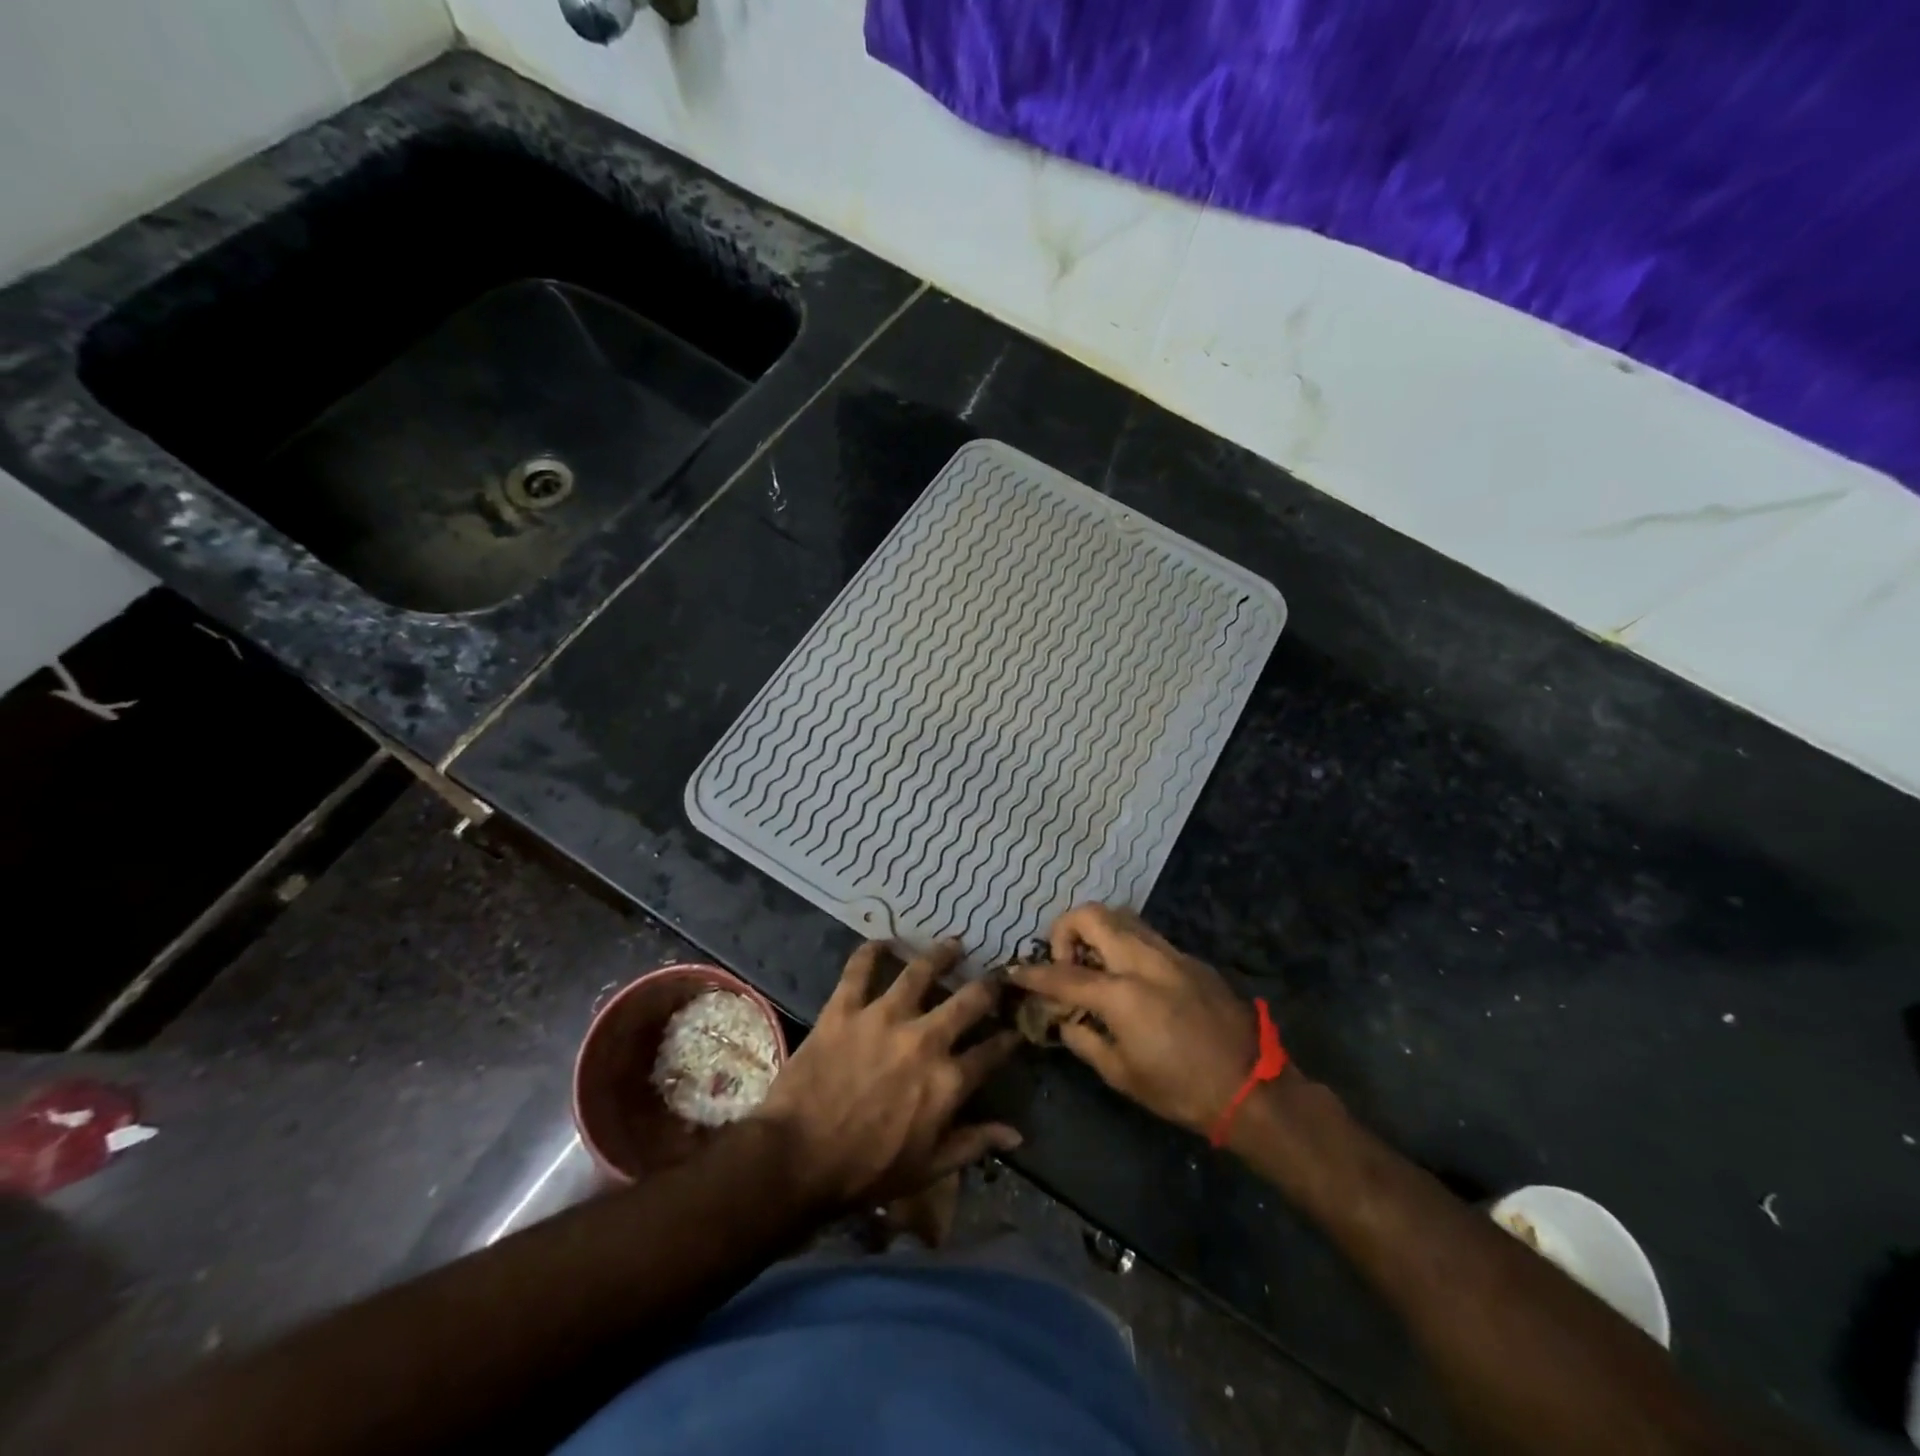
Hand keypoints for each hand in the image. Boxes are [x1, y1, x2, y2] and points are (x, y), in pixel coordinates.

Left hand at [755, 939, 1022, 1209]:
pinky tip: (881, 942)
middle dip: (989, 986)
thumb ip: (973, 1143)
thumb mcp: (928, 1168)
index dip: (1008, 1038)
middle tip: (995, 977)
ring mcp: (883, 1017)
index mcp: (947, 1080)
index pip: (992, 1052)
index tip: (1015, 1027)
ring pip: (920, 971)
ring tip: (953, 945)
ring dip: (941, 955)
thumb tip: (1016, 1135)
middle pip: (968, 1000)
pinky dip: (870, 952)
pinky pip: (859, 969)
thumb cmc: (866, 1171)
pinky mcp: (845, 1008)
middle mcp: (924, 1038)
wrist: (797, 1159)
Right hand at [1011, 905, 1259, 1135]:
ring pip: (1122, 917)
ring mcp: (1171, 954)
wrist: (1252, 1087)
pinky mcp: (1191, 959)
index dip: (1033, 974)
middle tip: (1064, 962)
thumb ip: (1085, 1040)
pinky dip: (1125, 945)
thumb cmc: (1182, 1090)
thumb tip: (1065, 1020)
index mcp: (1122, 994)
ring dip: (1097, 932)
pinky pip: (1147, 937)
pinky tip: (1129, 979)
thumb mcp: (1123, 1075)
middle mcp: (1144, 961)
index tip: (1014, 972)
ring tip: (1093, 966)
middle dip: (1065, 929)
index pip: (1063, 974)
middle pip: (1092, 915)